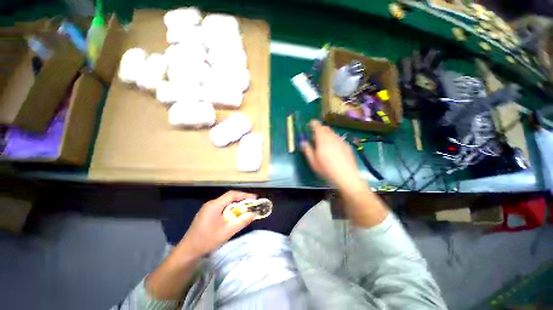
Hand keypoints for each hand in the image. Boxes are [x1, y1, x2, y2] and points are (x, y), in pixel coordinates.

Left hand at [179, 191, 255, 256]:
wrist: (187, 251)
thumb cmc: (207, 241)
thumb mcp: (227, 232)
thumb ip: (241, 222)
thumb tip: (253, 214)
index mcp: (214, 205)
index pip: (232, 194)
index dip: (244, 195)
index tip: (254, 198)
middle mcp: (211, 204)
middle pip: (229, 198)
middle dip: (241, 200)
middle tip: (251, 205)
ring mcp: (208, 209)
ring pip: (225, 203)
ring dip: (236, 205)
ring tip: (245, 210)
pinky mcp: (207, 214)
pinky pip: (221, 208)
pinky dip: (230, 210)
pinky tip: (233, 216)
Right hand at [301, 120, 361, 187]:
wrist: (346, 176)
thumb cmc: (326, 169)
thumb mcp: (313, 162)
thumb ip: (307, 150)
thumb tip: (303, 142)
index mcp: (322, 139)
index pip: (317, 126)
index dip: (313, 123)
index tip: (309, 125)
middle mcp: (332, 137)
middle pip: (325, 128)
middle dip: (319, 129)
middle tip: (315, 136)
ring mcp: (341, 141)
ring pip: (332, 133)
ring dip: (327, 135)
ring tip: (323, 143)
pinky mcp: (347, 146)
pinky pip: (338, 139)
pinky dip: (333, 140)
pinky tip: (333, 149)